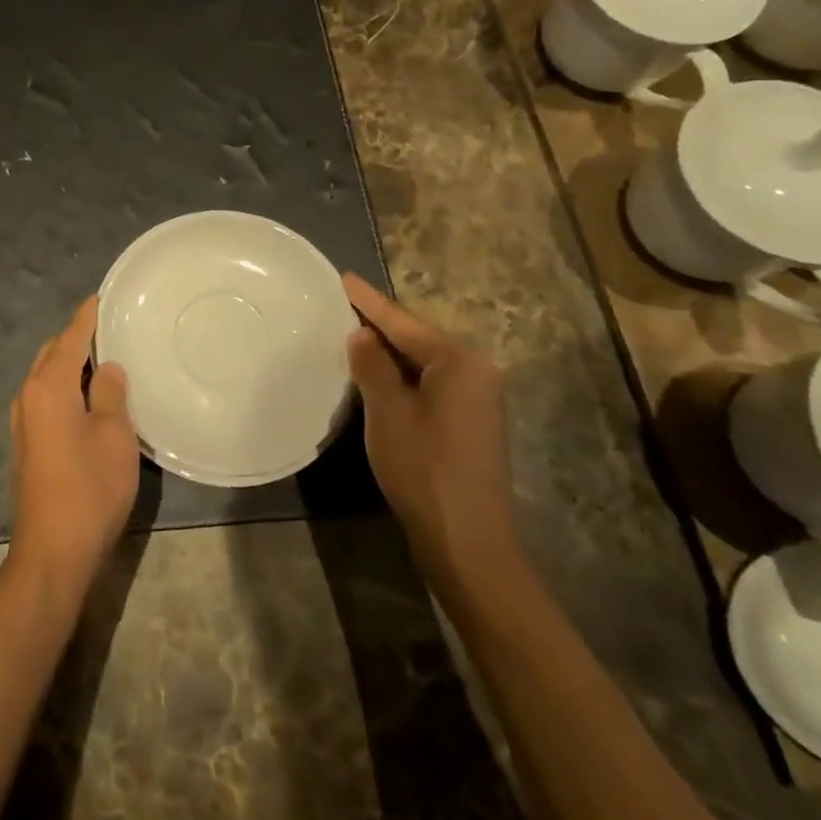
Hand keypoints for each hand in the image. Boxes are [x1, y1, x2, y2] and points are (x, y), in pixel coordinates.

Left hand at [7, 297, 138, 594]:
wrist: (53, 553)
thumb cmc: (89, 488)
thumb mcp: (114, 436)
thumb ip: (110, 393)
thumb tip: (106, 367)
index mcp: (48, 386)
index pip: (69, 338)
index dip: (86, 317)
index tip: (100, 298)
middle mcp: (28, 396)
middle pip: (52, 354)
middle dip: (75, 338)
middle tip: (108, 328)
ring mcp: (22, 422)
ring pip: (46, 377)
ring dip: (69, 364)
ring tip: (101, 358)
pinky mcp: (26, 445)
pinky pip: (45, 398)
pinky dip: (64, 387)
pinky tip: (86, 397)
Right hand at [343, 273, 526, 605]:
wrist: (468, 542)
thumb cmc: (424, 469)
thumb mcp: (387, 411)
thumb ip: (372, 365)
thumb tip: (361, 334)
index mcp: (460, 362)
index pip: (404, 322)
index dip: (369, 301)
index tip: (344, 277)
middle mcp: (476, 372)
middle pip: (417, 338)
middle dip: (380, 323)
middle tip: (343, 303)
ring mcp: (478, 399)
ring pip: (423, 362)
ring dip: (389, 350)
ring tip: (352, 330)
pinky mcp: (471, 422)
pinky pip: (430, 382)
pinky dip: (402, 374)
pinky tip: (377, 372)